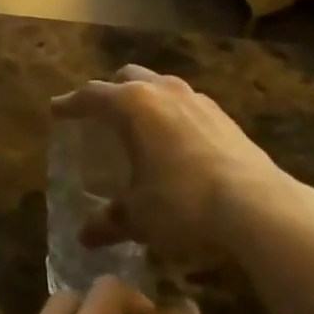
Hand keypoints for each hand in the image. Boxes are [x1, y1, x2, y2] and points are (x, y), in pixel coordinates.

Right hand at [52, 65, 287, 260]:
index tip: (56, 110)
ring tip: (139, 127)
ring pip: (159, 86)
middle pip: (126, 78)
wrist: (257, 206)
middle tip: (99, 114)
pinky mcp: (223, 115)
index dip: (70, 104)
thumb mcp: (138, 217)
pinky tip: (175, 143)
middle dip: (109, 91)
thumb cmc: (182, 204)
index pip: (91, 96)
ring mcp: (196, 99)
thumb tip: (84, 235)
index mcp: (132, 105)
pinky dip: (171, 115)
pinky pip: (186, 104)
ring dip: (144, 99)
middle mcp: (162, 91)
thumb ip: (109, 221)